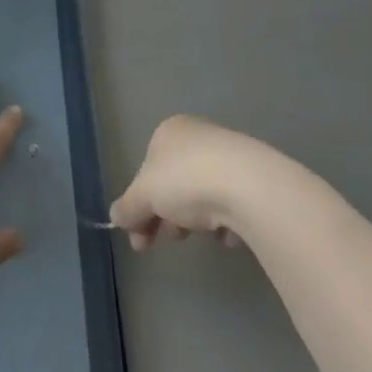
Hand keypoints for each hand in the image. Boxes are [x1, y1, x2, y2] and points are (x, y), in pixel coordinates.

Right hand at [109, 114, 270, 250]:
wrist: (249, 186)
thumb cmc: (186, 180)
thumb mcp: (144, 195)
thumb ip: (128, 207)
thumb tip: (116, 217)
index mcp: (169, 132)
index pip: (146, 171)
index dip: (139, 206)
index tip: (139, 237)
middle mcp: (199, 138)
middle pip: (173, 185)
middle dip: (166, 217)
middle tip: (168, 239)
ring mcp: (229, 157)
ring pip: (201, 196)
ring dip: (194, 221)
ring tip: (201, 234)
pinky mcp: (255, 179)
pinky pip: (231, 205)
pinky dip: (226, 222)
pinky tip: (228, 232)